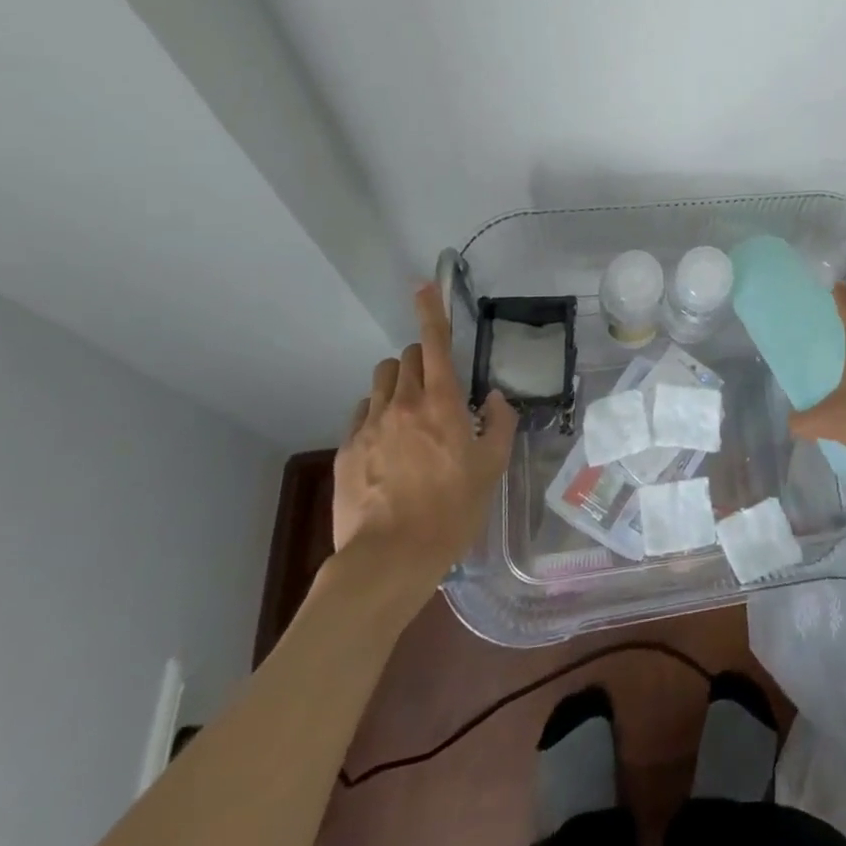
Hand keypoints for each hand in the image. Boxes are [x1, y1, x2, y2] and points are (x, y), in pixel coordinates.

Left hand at [331, 284, 516, 602]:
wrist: (389, 559)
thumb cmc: (452, 510)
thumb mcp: (492, 467)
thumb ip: (500, 422)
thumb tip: (494, 397)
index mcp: (441, 402)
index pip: (435, 342)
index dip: (431, 310)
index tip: (424, 286)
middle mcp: (402, 403)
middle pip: (407, 357)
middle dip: (424, 359)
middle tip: (438, 387)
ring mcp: (369, 426)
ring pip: (381, 382)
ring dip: (398, 385)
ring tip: (410, 416)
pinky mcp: (345, 450)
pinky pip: (362, 414)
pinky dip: (377, 416)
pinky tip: (387, 446)